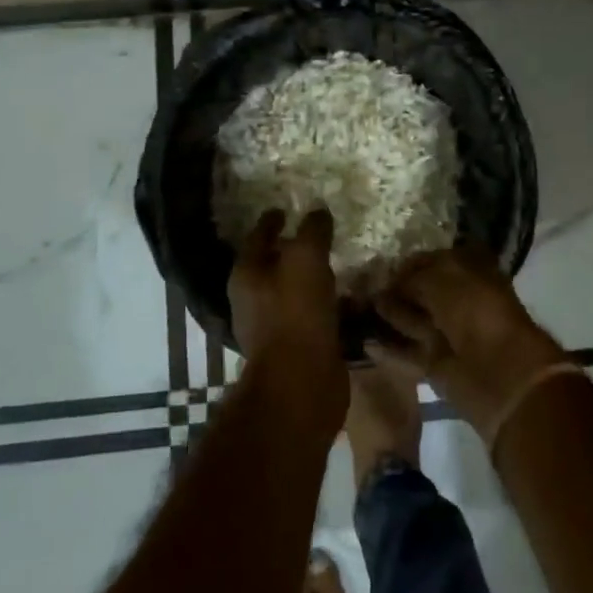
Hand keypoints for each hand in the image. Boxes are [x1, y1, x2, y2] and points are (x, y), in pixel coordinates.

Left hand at [227, 210, 346, 432]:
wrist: (301, 382)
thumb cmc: (296, 314)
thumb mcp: (306, 259)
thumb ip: (312, 232)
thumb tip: (318, 212)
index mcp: (246, 275)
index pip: (257, 237)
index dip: (271, 221)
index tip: (284, 210)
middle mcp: (252, 300)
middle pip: (270, 266)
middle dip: (289, 251)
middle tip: (315, 236)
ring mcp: (272, 327)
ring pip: (292, 292)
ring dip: (310, 280)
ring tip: (335, 266)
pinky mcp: (296, 348)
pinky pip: (311, 316)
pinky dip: (325, 305)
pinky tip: (346, 300)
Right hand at [373, 246, 565, 435]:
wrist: (499, 371)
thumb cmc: (475, 311)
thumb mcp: (441, 280)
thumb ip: (411, 278)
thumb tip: (388, 284)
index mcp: (470, 270)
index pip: (432, 260)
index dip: (407, 264)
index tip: (378, 266)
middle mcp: (459, 299)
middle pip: (421, 291)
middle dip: (393, 289)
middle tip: (359, 287)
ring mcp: (448, 332)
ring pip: (412, 320)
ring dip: (387, 316)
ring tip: (355, 310)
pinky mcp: (437, 363)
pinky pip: (408, 352)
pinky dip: (388, 349)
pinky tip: (364, 342)